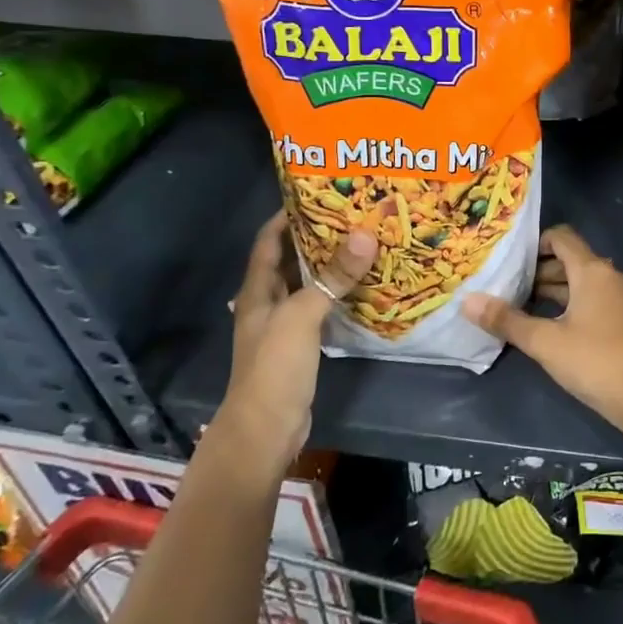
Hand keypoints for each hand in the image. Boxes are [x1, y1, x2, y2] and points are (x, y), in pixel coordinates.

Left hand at [208, 214, 374, 488]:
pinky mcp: (301, 345)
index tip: (317, 193)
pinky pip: (321, 308)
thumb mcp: (302, 317)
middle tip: (352, 215)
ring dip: (329, 265)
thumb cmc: (274, 368)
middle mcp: (268, 302)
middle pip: (290, 260)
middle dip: (316, 236)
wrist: (265, 430)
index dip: (286, 215)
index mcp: (258, 290)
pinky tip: (363, 286)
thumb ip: (331, 278)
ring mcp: (284, 325)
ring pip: (308, 284)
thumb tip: (365, 234)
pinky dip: (338, 294)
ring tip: (363, 242)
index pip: (268, 241)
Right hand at [462, 224, 622, 428]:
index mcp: (593, 270)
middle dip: (541, 271)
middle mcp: (612, 275)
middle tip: (510, 289)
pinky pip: (599, 299)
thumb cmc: (595, 362)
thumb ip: (507, 320)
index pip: (562, 237)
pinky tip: (557, 328)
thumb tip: (467, 300)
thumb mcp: (545, 342)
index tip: (511, 261)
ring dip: (558, 290)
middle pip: (573, 260)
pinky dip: (576, 304)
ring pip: (586, 282)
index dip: (536, 243)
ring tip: (526, 308)